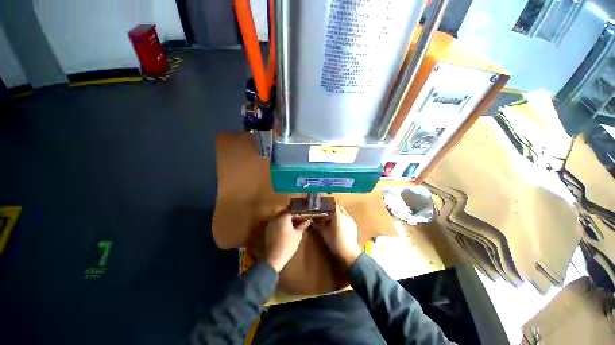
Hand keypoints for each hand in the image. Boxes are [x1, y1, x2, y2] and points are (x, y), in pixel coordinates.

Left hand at [264, 209, 311, 271]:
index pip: (291, 209)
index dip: (298, 211)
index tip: (303, 214)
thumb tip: (308, 220)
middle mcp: (275, 218)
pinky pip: (276, 222)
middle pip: (284, 211)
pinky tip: (286, 230)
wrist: (274, 258)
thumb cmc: (288, 244)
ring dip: (286, 219)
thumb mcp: (298, 234)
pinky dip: (281, 223)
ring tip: (293, 225)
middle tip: (299, 219)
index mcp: (283, 217)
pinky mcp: (268, 230)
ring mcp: (270, 224)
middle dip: (292, 214)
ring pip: (279, 217)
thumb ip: (303, 225)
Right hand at [312, 205, 361, 269]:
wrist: (349, 253)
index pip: (333, 205)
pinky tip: (338, 226)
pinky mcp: (354, 225)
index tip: (321, 207)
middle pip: (338, 208)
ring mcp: (351, 220)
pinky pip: (347, 218)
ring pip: (343, 213)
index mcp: (338, 215)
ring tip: (330, 221)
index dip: (327, 205)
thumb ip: (317, 225)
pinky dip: (342, 219)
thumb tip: (312, 220)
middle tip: (324, 214)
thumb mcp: (324, 233)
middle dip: (332, 210)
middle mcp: (346, 215)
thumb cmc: (335, 242)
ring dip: (337, 214)